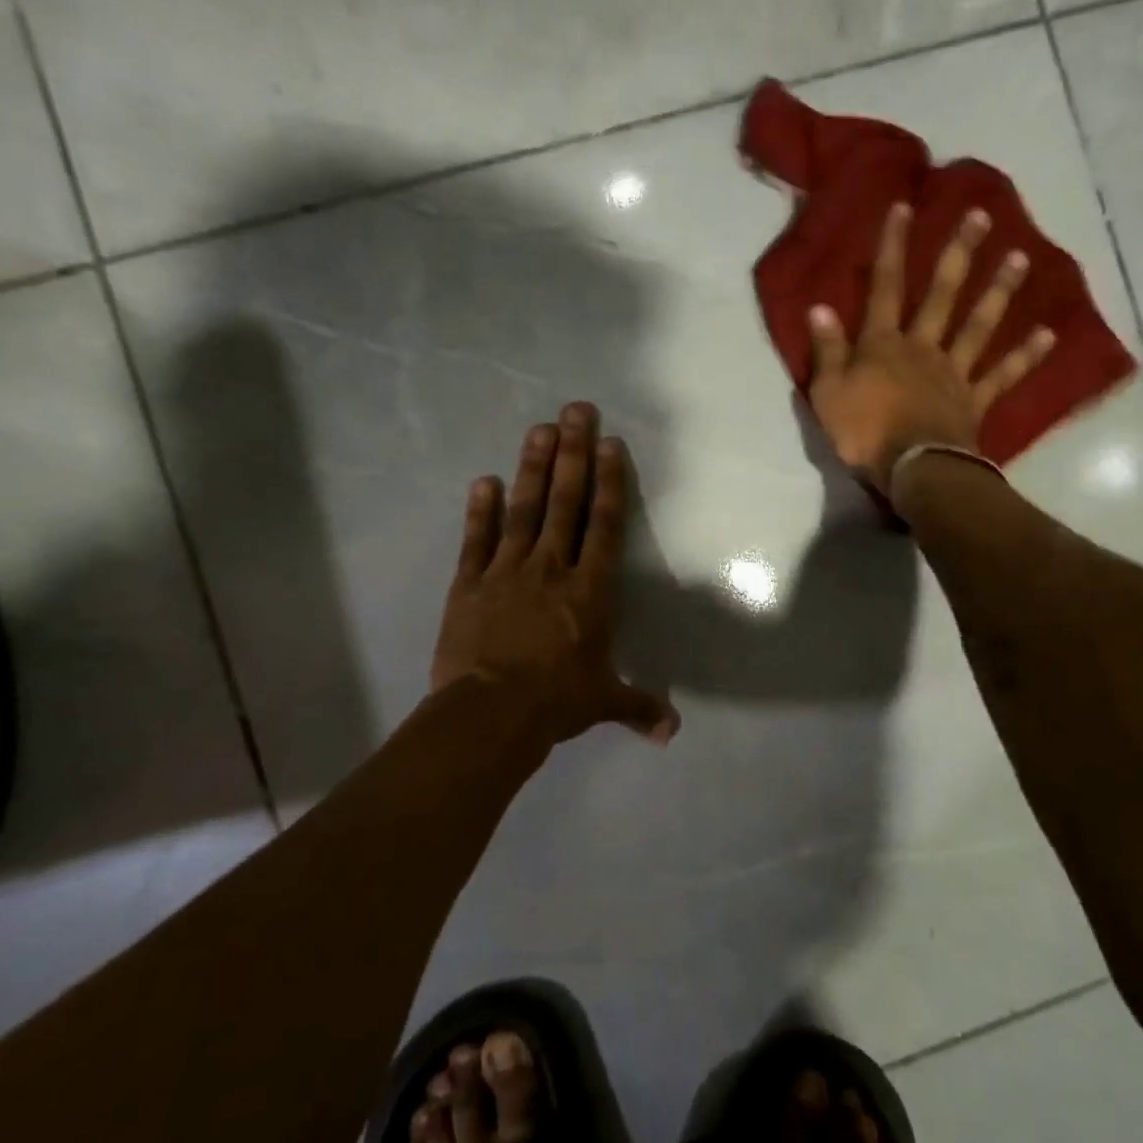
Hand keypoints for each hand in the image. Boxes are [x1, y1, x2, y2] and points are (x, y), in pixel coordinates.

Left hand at [432, 402, 678, 747]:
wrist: (490, 714)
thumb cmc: (556, 703)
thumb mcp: (602, 703)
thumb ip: (639, 706)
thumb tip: (672, 733)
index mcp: (590, 590)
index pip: (605, 525)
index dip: (609, 482)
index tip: (609, 443)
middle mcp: (552, 568)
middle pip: (565, 502)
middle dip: (572, 454)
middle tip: (575, 410)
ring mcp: (507, 571)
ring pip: (523, 510)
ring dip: (532, 468)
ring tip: (539, 429)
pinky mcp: (469, 584)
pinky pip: (477, 540)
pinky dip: (480, 510)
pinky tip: (483, 480)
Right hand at [806, 203, 1053, 494]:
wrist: (913, 469)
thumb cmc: (863, 432)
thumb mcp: (828, 393)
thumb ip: (827, 350)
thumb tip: (819, 307)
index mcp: (884, 344)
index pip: (885, 287)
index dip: (893, 247)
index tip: (905, 207)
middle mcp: (923, 348)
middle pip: (943, 295)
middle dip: (959, 254)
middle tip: (982, 217)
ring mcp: (954, 373)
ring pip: (978, 326)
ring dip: (999, 292)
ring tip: (1021, 258)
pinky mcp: (975, 401)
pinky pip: (1003, 375)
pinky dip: (1026, 356)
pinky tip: (1048, 333)